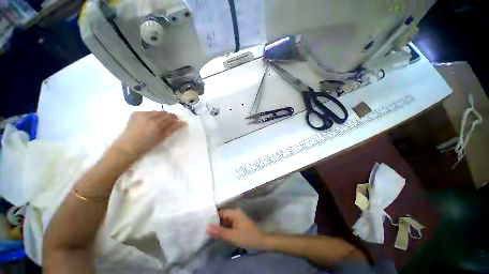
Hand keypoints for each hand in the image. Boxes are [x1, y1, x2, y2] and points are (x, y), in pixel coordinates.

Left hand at [113, 111, 185, 159]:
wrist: (127, 147)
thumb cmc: (147, 145)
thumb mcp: (162, 138)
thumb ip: (173, 129)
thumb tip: (184, 123)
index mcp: (157, 123)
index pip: (171, 116)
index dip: (175, 118)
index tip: (178, 122)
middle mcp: (149, 116)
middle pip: (164, 112)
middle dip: (168, 117)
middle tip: (169, 123)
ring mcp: (141, 113)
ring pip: (156, 111)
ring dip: (160, 116)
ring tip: (159, 123)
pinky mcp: (135, 113)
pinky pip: (148, 112)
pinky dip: (152, 115)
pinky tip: (150, 122)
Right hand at [207, 209, 266, 248]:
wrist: (261, 241)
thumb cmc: (247, 237)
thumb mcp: (232, 235)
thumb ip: (220, 231)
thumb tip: (207, 226)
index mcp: (234, 213)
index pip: (220, 212)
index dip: (212, 218)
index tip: (204, 223)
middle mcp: (235, 213)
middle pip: (222, 216)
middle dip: (215, 222)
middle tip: (205, 229)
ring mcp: (237, 218)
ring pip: (225, 220)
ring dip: (219, 226)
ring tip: (209, 232)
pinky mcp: (238, 223)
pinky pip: (229, 224)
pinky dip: (224, 228)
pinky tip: (218, 234)